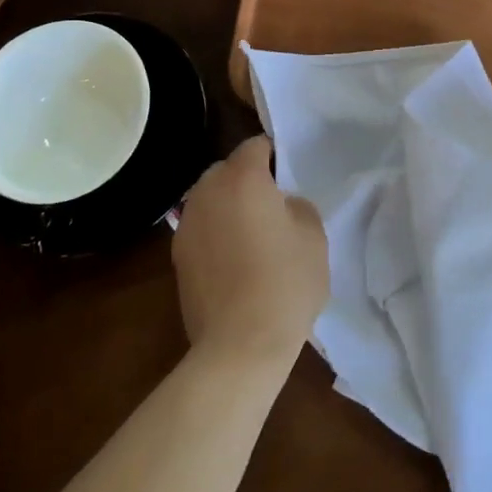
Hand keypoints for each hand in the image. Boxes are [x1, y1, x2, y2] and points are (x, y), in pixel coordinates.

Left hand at [172, 137, 328, 370]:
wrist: (240, 346)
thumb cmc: (285, 283)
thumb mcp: (313, 235)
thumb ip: (297, 205)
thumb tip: (280, 205)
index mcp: (242, 178)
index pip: (256, 145)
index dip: (274, 156)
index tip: (289, 177)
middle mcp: (206, 191)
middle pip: (227, 169)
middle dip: (248, 178)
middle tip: (273, 206)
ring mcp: (186, 224)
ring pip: (210, 198)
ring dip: (229, 205)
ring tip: (252, 234)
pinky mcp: (177, 255)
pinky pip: (201, 227)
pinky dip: (216, 232)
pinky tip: (235, 260)